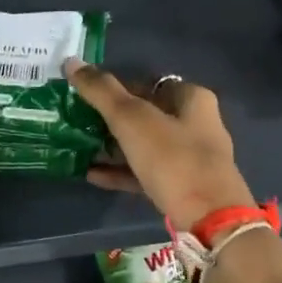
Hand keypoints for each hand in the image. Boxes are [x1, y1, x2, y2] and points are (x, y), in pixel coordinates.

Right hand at [64, 60, 255, 224]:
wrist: (210, 220)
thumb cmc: (173, 159)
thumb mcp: (132, 120)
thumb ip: (101, 91)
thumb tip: (71, 61)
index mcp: (191, 99)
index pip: (146, 83)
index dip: (114, 88)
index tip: (84, 97)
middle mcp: (195, 124)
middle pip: (144, 115)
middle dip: (109, 119)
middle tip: (77, 122)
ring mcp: (189, 158)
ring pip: (143, 145)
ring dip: (112, 146)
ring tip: (78, 148)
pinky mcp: (181, 187)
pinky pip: (144, 173)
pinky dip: (120, 171)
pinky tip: (91, 174)